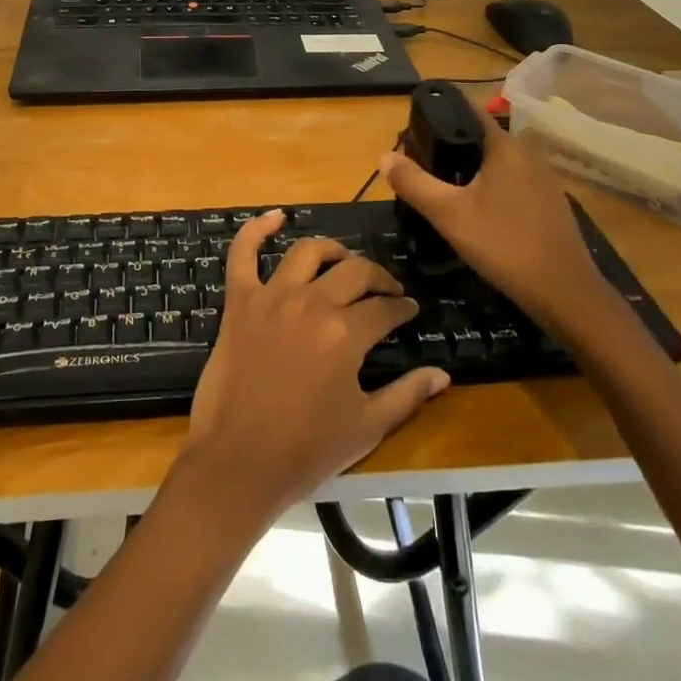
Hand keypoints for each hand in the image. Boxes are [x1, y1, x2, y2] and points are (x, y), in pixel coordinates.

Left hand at [181, 209, 450, 521]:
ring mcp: (271, 297)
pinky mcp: (239, 301)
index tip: (409, 309)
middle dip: (378, 277)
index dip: (402, 306)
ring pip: (307, 252)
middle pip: (354, 272)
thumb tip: (442, 374)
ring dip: (331, 250)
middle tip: (385, 289)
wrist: (238, 462)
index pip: (385, 307)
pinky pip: (243, 254)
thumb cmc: (306, 450)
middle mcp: (311, 303)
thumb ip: (407, 395)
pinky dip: (256, 230)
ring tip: (343, 260)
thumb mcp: (366, 427)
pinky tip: (275, 217)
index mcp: (345, 333)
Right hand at [381, 118, 617, 332]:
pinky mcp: (551, 202)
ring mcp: (545, 178)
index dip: (442, 113)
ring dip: (475, 168)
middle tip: (425, 164)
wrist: (564, 292)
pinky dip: (494, 186)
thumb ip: (414, 182)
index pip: (470, 111)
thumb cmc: (503, 244)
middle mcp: (529, 153)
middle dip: (455, 145)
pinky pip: (514, 181)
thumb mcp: (448, 214)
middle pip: (483, 137)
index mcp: (506, 146)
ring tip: (446, 187)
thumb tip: (384, 156)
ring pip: (500, 161)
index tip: (417, 126)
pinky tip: (479, 210)